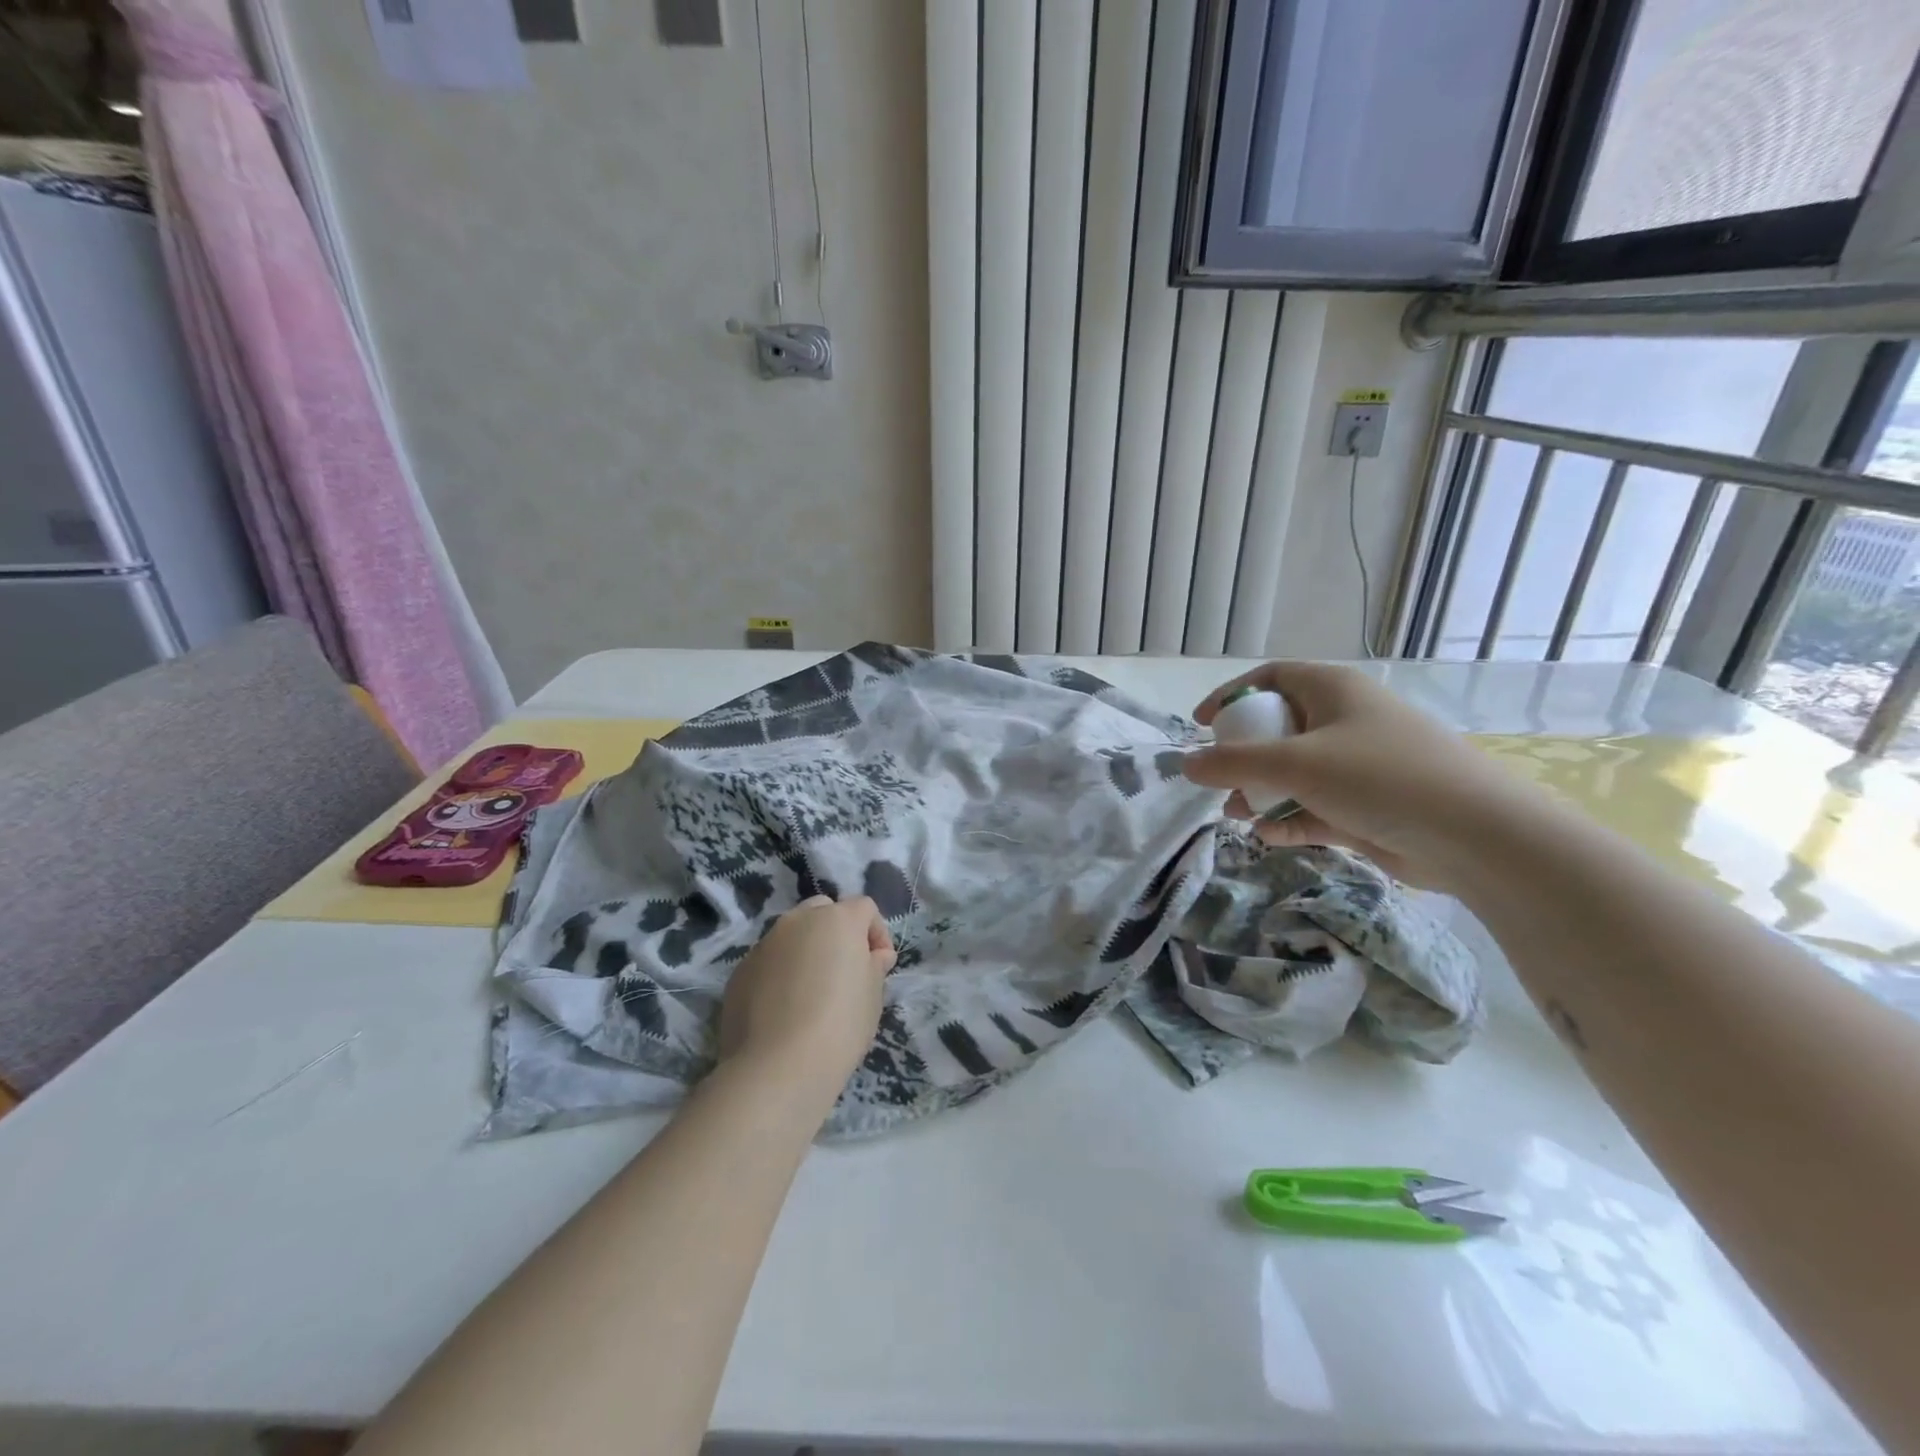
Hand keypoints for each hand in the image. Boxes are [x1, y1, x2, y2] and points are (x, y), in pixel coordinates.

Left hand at [718, 895, 895, 1108]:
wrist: (777, 1067)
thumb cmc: (839, 1025)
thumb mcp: (873, 995)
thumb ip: (875, 965)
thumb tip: (874, 955)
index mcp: (837, 919)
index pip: (865, 908)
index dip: (877, 933)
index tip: (880, 966)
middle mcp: (798, 920)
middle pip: (824, 911)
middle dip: (838, 932)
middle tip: (845, 970)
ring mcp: (764, 943)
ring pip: (792, 934)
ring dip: (806, 951)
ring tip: (812, 991)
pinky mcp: (740, 970)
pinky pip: (769, 960)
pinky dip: (781, 972)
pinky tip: (784, 1008)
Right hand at [1183, 662, 1535, 889]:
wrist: (1475, 837)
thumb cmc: (1379, 777)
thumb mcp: (1296, 763)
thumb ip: (1234, 763)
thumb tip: (1185, 763)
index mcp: (1334, 691)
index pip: (1272, 678)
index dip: (1232, 696)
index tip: (1202, 724)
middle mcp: (1346, 722)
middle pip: (1280, 729)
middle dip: (1243, 756)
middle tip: (1219, 778)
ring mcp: (1359, 767)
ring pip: (1295, 773)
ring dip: (1262, 793)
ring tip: (1237, 815)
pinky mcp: (1369, 808)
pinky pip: (1315, 807)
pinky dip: (1289, 819)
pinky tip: (1267, 836)